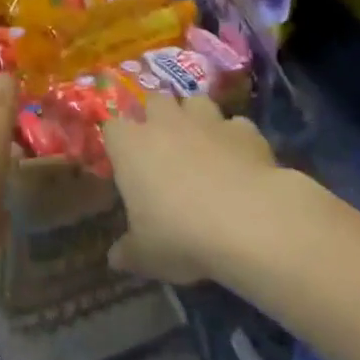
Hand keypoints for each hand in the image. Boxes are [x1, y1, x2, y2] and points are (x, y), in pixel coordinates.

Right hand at [104, 96, 277, 284]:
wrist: (247, 221)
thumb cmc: (181, 234)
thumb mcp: (146, 255)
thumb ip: (128, 252)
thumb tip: (115, 258)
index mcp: (131, 146)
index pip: (112, 128)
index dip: (118, 142)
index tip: (123, 161)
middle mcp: (165, 123)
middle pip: (154, 102)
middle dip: (157, 118)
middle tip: (162, 147)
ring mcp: (207, 121)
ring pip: (195, 102)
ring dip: (195, 117)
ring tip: (201, 144)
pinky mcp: (244, 130)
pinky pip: (235, 126)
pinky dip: (234, 138)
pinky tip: (240, 160)